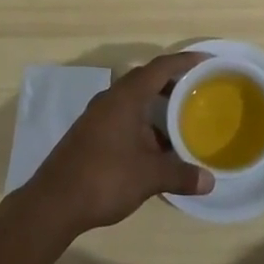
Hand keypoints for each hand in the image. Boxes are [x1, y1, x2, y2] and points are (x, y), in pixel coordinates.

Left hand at [24, 52, 212, 237]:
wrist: (53, 203)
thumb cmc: (104, 178)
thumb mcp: (149, 176)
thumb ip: (180, 174)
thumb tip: (210, 181)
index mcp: (126, 97)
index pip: (160, 67)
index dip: (184, 61)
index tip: (207, 61)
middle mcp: (111, 99)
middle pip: (146, 80)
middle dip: (172, 82)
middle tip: (198, 90)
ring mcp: (98, 116)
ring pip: (133, 100)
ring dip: (156, 106)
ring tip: (181, 120)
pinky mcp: (90, 134)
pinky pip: (123, 116)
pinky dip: (143, 123)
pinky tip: (155, 147)